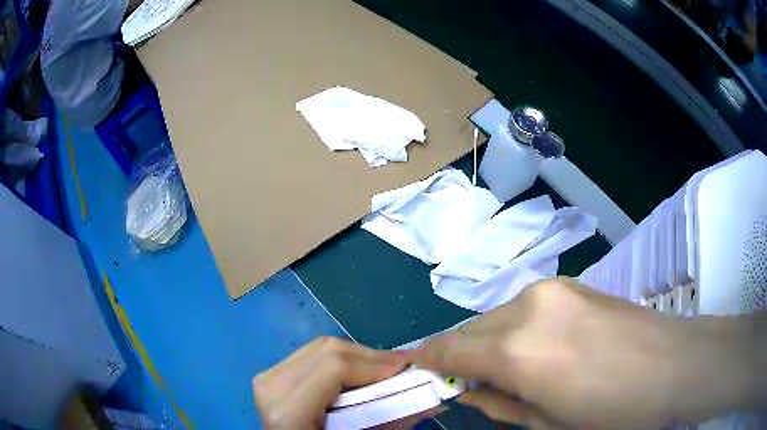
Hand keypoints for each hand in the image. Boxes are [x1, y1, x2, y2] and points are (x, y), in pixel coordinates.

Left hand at [254, 337, 422, 428]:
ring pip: (322, 347)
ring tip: (384, 373)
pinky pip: (312, 355)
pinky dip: (341, 361)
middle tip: (404, 369)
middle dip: (373, 358)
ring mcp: (267, 376)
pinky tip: (357, 375)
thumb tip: (436, 400)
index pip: (335, 367)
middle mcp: (270, 385)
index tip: (410, 368)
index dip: (377, 364)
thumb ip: (393, 422)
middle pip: (329, 350)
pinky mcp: (271, 374)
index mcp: (287, 410)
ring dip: (359, 358)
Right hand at [415, 277, 687, 428]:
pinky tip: (538, 348)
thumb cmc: (612, 411)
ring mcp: (552, 289)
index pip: (449, 351)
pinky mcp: (572, 284)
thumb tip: (470, 391)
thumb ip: (499, 404)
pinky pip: (524, 308)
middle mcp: (526, 307)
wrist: (674, 364)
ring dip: (488, 342)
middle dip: (458, 355)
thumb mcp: (547, 424)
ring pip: (496, 316)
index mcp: (517, 350)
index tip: (415, 372)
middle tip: (465, 381)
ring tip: (508, 368)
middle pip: (469, 330)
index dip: (426, 362)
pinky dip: (514, 329)